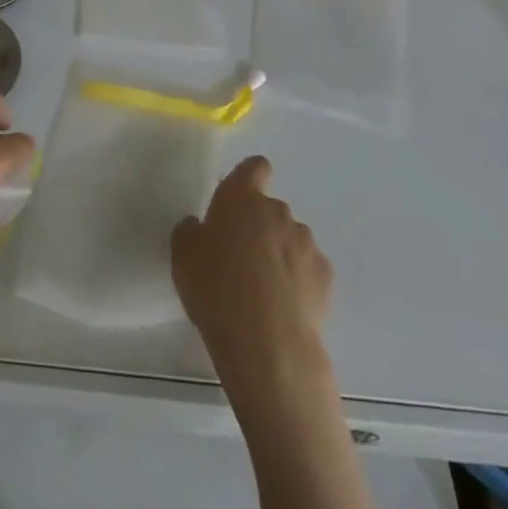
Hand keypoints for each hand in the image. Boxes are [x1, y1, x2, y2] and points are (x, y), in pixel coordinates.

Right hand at [172, 156, 333, 414]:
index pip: (254, 167)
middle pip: (270, 209)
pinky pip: (308, 269)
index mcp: (241, 198)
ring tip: (263, 290)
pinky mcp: (325, 276)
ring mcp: (306, 242)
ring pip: (291, 239)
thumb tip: (202, 227)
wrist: (266, 341)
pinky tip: (284, 306)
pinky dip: (298, 280)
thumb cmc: (215, 287)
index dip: (250, 176)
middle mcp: (277, 211)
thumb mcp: (183, 254)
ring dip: (279, 253)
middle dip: (258, 227)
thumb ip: (192, 230)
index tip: (240, 197)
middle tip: (239, 259)